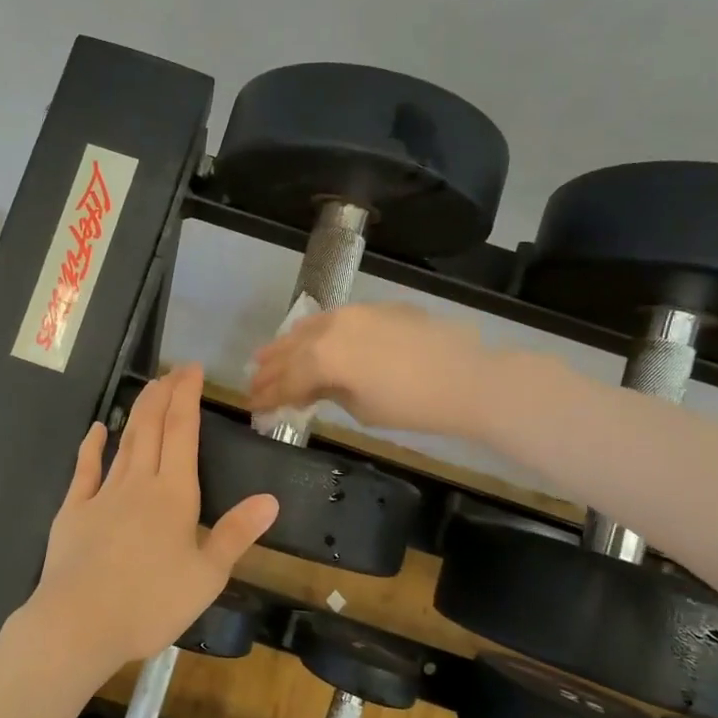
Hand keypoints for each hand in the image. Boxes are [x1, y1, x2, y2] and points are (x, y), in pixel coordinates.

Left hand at [16, 365, 278, 676]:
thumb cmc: (151, 603)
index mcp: (174, 494)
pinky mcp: (74, 510)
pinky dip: (92, 446)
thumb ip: (236, 534)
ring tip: (148, 389)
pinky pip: (85, 470)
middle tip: (173, 370)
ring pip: (124, 442)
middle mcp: (139, 483)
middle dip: (164, 394)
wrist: (79, 623)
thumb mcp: (207, 576)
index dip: (187, 397)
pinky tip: (97, 429)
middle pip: (152, 427)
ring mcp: (102, 494)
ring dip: (137, 412)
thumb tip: (270, 499)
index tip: (192, 370)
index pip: (183, 432)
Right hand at [249, 302, 490, 434]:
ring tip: (267, 356)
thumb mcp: (360, 408)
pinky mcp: (373, 309)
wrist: (466, 378)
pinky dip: (313, 332)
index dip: (266, 396)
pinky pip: (331, 319)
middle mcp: (329, 329)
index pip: (285, 380)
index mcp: (321, 358)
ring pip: (307, 328)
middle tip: (253, 383)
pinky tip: (309, 339)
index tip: (252, 407)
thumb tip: (310, 389)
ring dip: (285, 345)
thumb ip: (327, 393)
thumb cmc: (411, 406)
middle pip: (289, 350)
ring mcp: (351, 314)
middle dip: (269, 369)